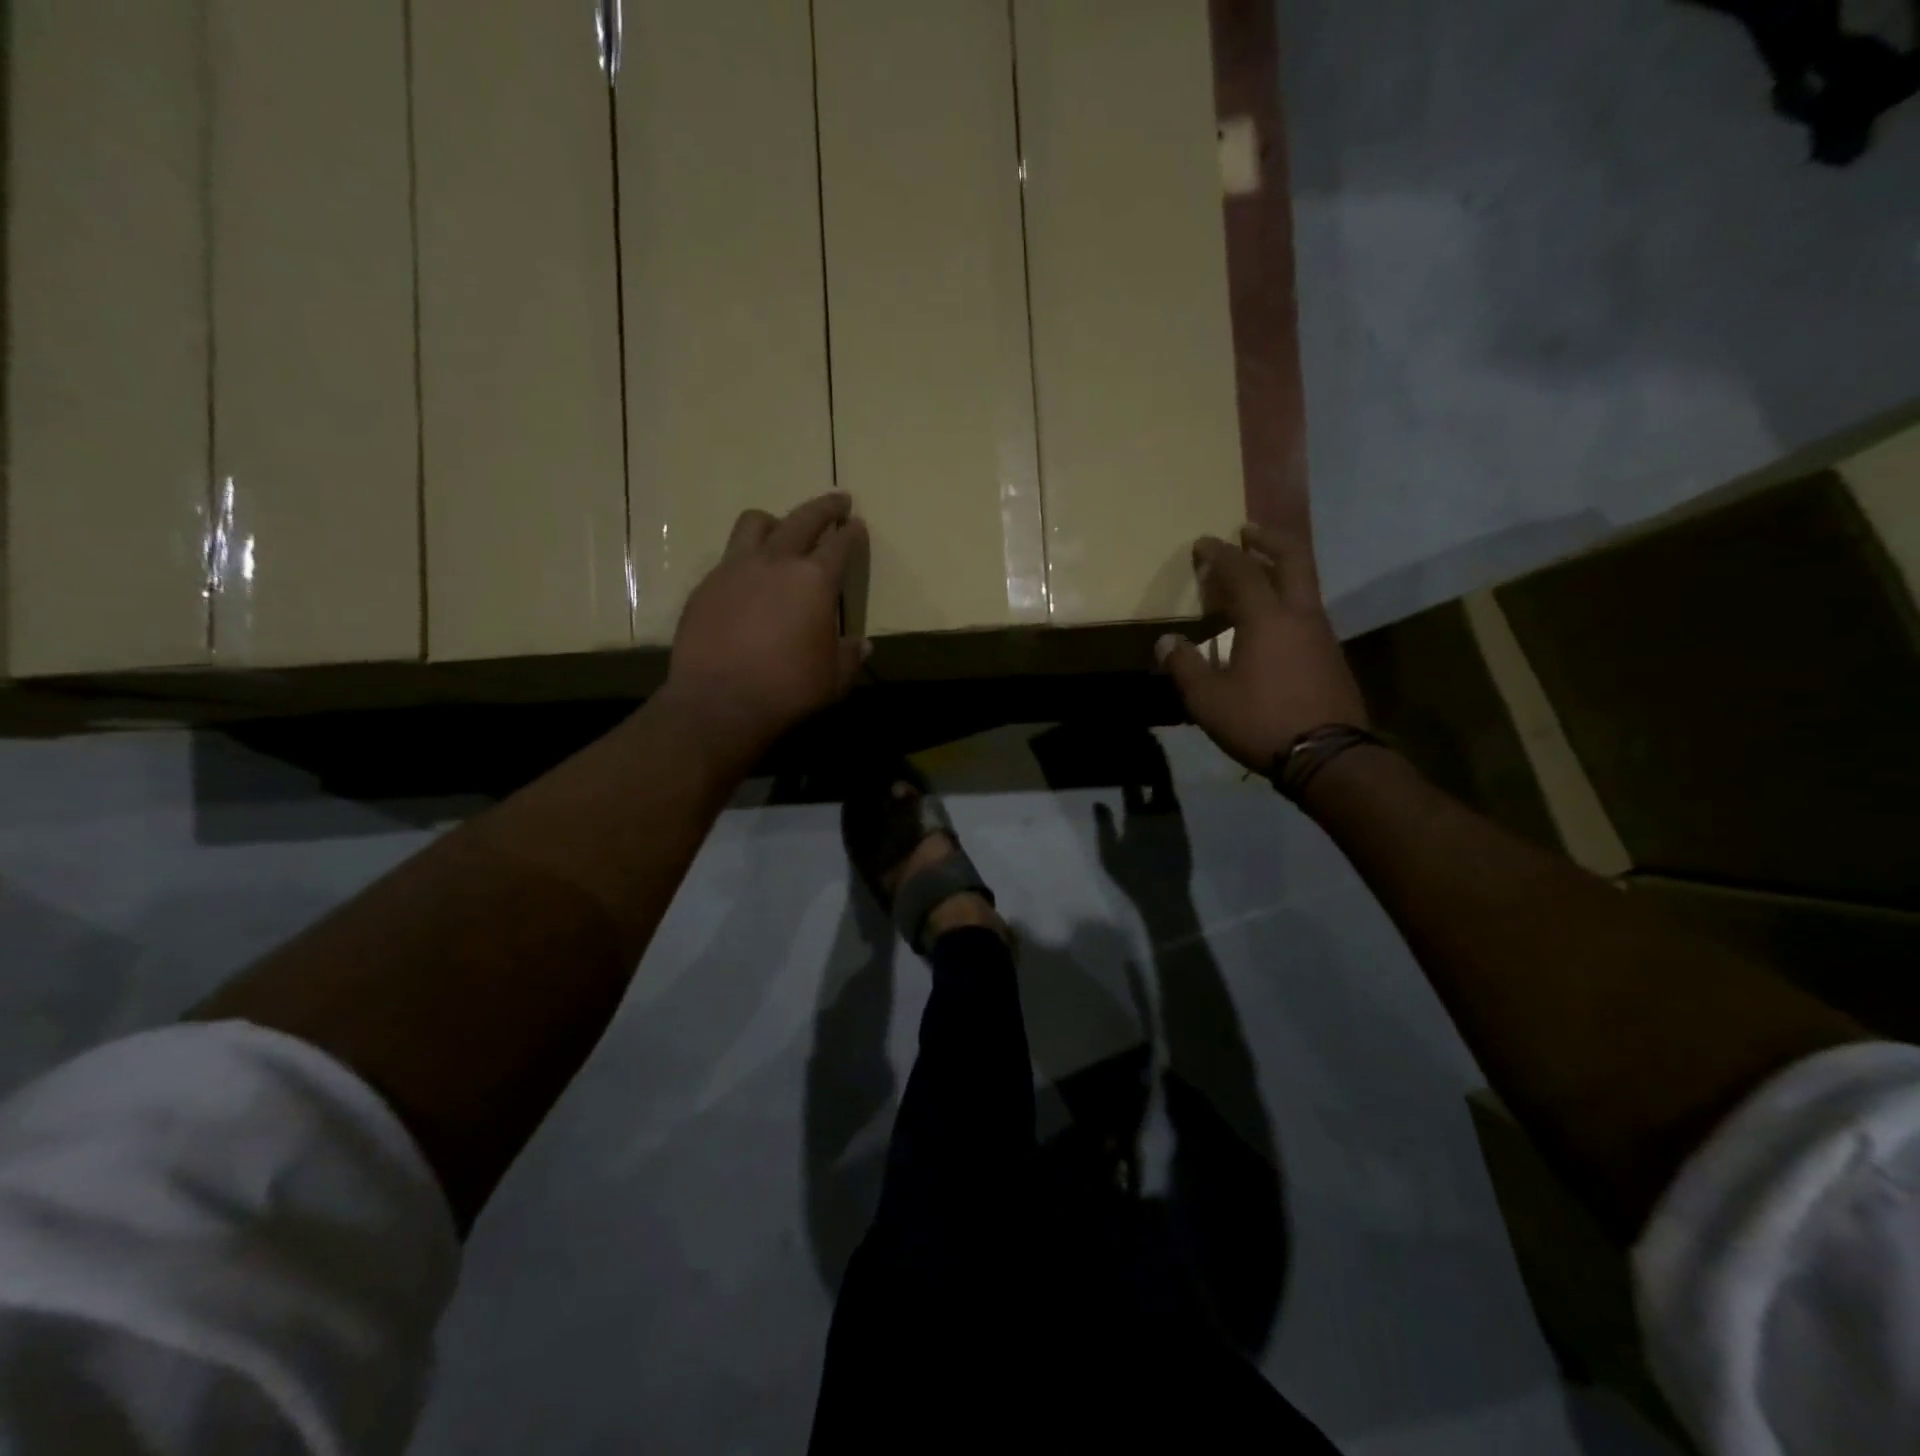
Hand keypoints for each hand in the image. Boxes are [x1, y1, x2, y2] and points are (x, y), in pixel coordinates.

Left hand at [662, 493, 868, 758]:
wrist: (719, 702)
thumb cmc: (788, 689)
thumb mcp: (833, 678)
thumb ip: (850, 656)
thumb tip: (862, 645)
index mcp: (815, 580)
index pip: (840, 544)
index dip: (851, 533)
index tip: (857, 524)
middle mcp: (776, 562)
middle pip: (802, 518)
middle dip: (824, 507)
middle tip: (837, 501)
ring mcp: (735, 569)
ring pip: (756, 523)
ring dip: (776, 521)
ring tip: (782, 529)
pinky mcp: (706, 586)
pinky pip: (729, 557)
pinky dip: (746, 558)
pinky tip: (748, 579)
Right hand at [1157, 522, 1367, 772]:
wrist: (1328, 756)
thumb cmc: (1261, 721)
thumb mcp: (1208, 699)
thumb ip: (1184, 666)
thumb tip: (1165, 642)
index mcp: (1267, 618)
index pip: (1241, 571)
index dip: (1220, 553)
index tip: (1203, 543)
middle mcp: (1300, 614)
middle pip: (1292, 559)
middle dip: (1268, 540)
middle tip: (1248, 532)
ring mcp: (1322, 634)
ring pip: (1304, 585)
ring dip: (1281, 570)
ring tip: (1257, 575)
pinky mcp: (1332, 655)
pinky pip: (1307, 611)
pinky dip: (1288, 600)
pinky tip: (1273, 622)